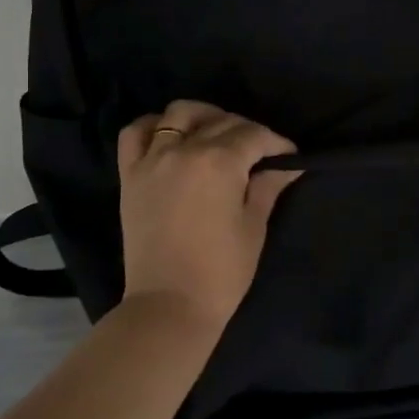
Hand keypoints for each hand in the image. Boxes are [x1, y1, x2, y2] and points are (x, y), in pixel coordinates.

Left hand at [116, 100, 302, 333]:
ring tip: (216, 134)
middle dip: (247, 131)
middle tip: (260, 152)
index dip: (277, 143)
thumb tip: (288, 165)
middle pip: (221, 122)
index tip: (289, 156)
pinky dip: (153, 125)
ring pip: (178, 114)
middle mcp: (184, 149)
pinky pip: (135, 133)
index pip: (255, 135)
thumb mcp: (253, 227)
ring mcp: (152, 159)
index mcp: (219, 162)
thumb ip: (267, 187)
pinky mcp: (130, 174)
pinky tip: (169, 135)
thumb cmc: (221, 271)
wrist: (169, 305)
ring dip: (203, 117)